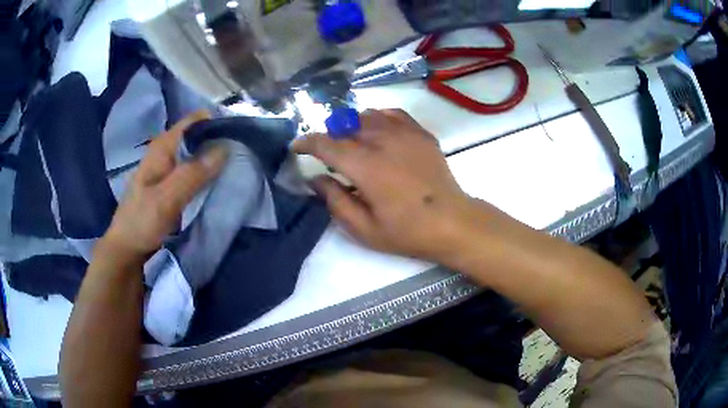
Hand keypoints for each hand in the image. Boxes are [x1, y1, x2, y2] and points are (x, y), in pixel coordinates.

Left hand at [99, 111, 227, 263]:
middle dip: (219, 143)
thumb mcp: (165, 200)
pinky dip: (207, 173)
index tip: (238, 137)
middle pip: (199, 136)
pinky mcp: (172, 183)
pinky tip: (218, 183)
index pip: (195, 121)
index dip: (217, 124)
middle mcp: (166, 151)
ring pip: (197, 153)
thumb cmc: (141, 223)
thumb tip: (225, 148)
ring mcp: (169, 167)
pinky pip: (194, 170)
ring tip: (236, 169)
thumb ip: (192, 174)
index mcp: (162, 147)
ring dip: (214, 160)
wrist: (127, 249)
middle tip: (241, 157)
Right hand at [293, 109, 472, 261]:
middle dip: (329, 136)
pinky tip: (377, 131)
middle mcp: (382, 141)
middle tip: (329, 156)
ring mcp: (404, 133)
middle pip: (344, 125)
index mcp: (366, 167)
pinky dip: (377, 118)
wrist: (452, 221)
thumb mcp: (364, 228)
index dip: (306, 142)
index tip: (297, 147)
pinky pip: (391, 113)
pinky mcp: (420, 133)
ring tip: (352, 144)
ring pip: (366, 115)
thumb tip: (315, 179)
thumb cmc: (407, 231)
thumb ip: (335, 201)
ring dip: (351, 126)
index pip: (326, 143)